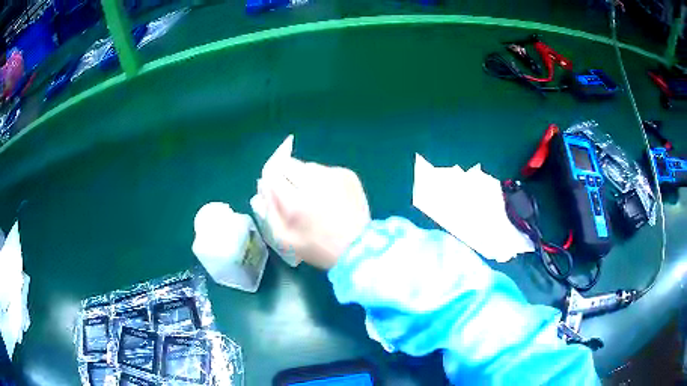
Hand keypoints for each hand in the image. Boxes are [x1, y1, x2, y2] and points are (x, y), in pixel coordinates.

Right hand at [259, 159, 370, 269]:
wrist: (359, 247)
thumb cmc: (318, 247)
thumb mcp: (285, 238)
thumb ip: (269, 211)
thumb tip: (263, 187)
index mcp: (295, 200)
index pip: (272, 174)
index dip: (270, 180)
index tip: (273, 190)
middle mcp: (313, 181)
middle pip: (288, 164)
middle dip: (285, 176)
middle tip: (293, 194)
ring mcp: (333, 174)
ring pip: (308, 166)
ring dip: (304, 177)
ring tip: (314, 197)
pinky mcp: (347, 174)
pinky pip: (326, 170)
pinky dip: (323, 180)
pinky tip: (330, 197)